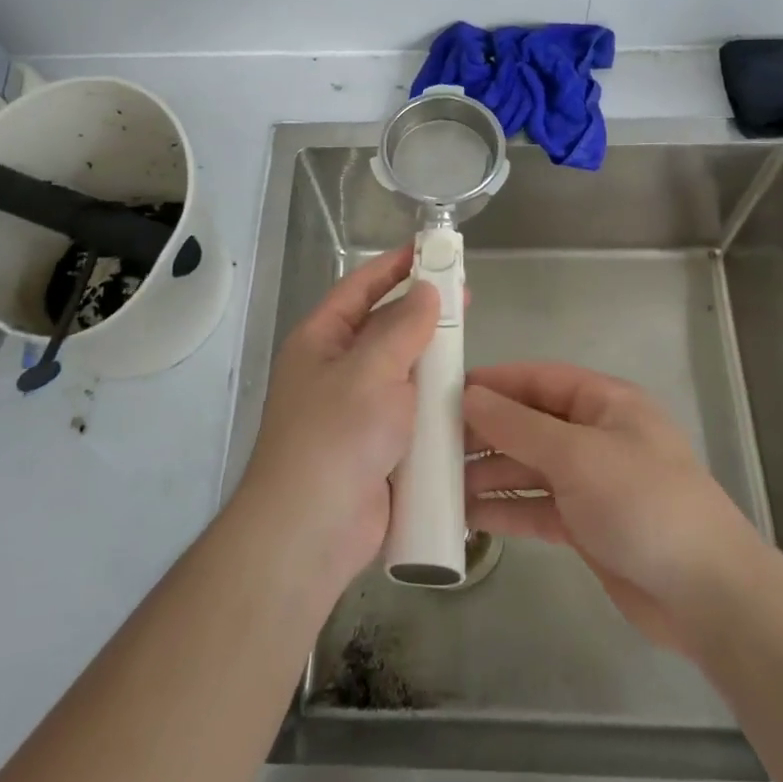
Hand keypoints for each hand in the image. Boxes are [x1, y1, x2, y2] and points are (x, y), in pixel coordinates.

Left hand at [238, 246, 440, 586]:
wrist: (312, 532)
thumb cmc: (335, 436)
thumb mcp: (370, 370)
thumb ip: (402, 327)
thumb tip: (425, 291)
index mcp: (321, 341)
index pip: (359, 288)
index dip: (394, 265)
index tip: (431, 249)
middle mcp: (336, 370)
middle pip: (384, 328)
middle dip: (422, 313)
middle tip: (466, 298)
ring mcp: (356, 411)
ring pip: (401, 372)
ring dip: (432, 360)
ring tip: (470, 346)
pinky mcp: (378, 447)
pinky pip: (410, 413)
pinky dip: (433, 403)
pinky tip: (465, 398)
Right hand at [464, 363, 761, 653]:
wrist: (707, 596)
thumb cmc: (644, 504)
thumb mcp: (577, 455)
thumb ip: (518, 425)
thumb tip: (468, 396)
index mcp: (604, 402)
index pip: (538, 379)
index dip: (493, 383)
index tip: (445, 392)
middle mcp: (595, 435)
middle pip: (529, 423)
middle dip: (484, 432)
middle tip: (432, 445)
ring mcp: (590, 481)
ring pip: (528, 466)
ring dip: (488, 473)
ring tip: (439, 484)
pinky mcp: (585, 524)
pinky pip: (536, 505)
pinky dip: (506, 507)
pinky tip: (468, 516)